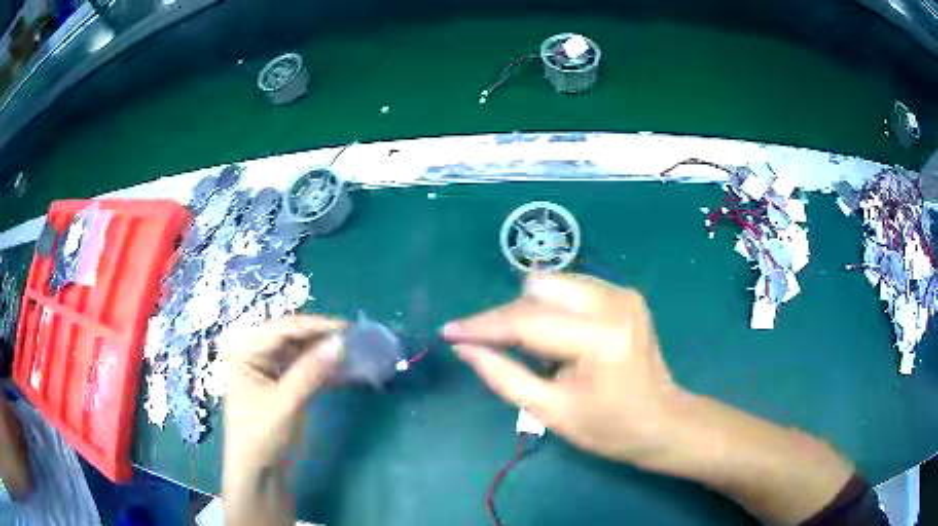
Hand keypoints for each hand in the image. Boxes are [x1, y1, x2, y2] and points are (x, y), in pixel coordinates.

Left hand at [220, 316, 342, 501]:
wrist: (259, 472)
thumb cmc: (261, 436)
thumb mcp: (285, 403)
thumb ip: (311, 371)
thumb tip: (341, 342)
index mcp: (243, 349)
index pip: (282, 329)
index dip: (316, 326)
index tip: (348, 328)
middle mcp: (253, 352)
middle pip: (292, 337)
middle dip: (322, 338)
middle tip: (355, 339)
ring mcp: (267, 367)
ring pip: (301, 351)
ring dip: (325, 353)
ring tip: (355, 352)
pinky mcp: (280, 382)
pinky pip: (304, 367)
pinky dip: (323, 369)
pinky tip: (345, 370)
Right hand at [443, 272, 681, 468]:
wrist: (662, 420)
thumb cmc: (608, 428)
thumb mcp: (550, 411)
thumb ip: (502, 375)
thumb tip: (464, 348)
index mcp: (599, 338)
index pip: (525, 321)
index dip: (482, 326)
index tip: (449, 332)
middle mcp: (613, 302)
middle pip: (537, 289)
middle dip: (509, 317)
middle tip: (497, 348)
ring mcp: (622, 292)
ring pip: (552, 283)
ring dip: (531, 311)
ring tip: (534, 348)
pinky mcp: (624, 292)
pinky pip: (571, 288)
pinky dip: (553, 308)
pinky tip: (559, 338)